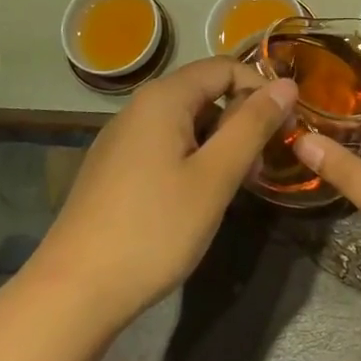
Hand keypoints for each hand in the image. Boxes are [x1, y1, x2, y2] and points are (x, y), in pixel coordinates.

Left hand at [25, 57, 297, 333]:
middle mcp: (139, 108)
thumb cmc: (154, 229)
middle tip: (260, 167)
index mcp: (163, 98)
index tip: (284, 130)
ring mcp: (122, 139)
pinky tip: (198, 200)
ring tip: (234, 188)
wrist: (74, 292)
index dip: (262, 91)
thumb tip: (287, 85)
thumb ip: (252, 126)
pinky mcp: (115, 169)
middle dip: (242, 121)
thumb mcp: (215, 177)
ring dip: (220, 144)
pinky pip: (166, 146)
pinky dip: (194, 160)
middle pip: (205, 93)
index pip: (226, 67)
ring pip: (187, 123)